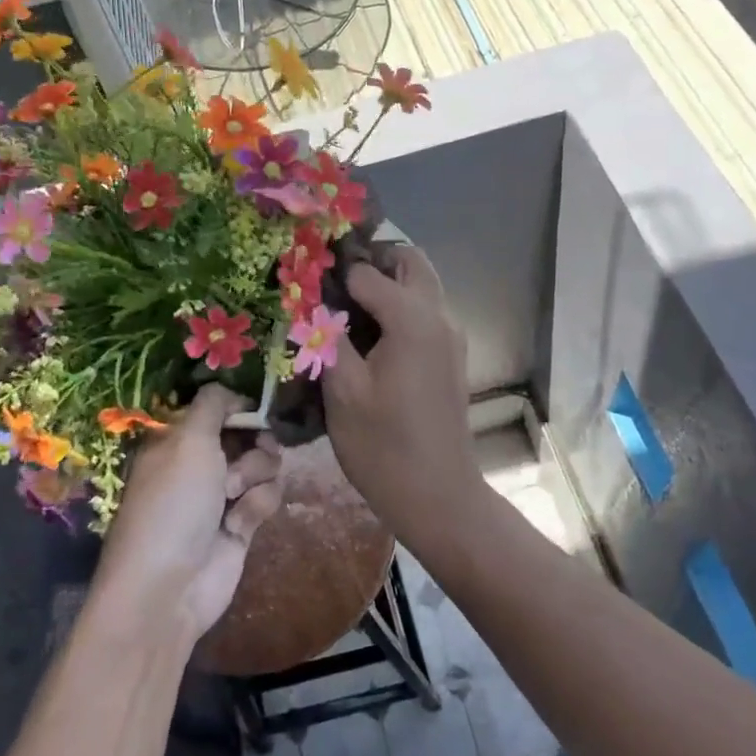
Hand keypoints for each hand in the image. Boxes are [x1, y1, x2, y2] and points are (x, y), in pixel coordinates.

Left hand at [93, 386, 283, 642]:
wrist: (169, 588)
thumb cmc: (174, 504)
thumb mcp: (188, 440)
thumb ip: (213, 405)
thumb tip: (233, 394)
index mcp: (177, 439)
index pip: (217, 408)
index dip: (239, 408)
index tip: (255, 411)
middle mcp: (199, 462)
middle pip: (247, 433)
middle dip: (256, 441)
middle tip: (255, 450)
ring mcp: (221, 494)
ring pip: (263, 463)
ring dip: (257, 474)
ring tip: (236, 495)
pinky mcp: (241, 524)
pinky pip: (266, 496)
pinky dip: (258, 505)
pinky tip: (240, 524)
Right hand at [322, 246, 479, 538]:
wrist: (438, 496)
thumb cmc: (383, 446)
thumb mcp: (342, 390)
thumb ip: (328, 335)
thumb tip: (315, 300)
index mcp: (412, 319)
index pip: (367, 270)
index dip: (334, 272)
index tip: (304, 280)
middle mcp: (439, 316)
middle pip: (410, 261)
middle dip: (372, 260)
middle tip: (332, 281)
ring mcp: (451, 336)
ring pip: (421, 285)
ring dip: (388, 281)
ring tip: (343, 306)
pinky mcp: (450, 356)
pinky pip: (425, 310)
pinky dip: (399, 305)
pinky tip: (366, 334)